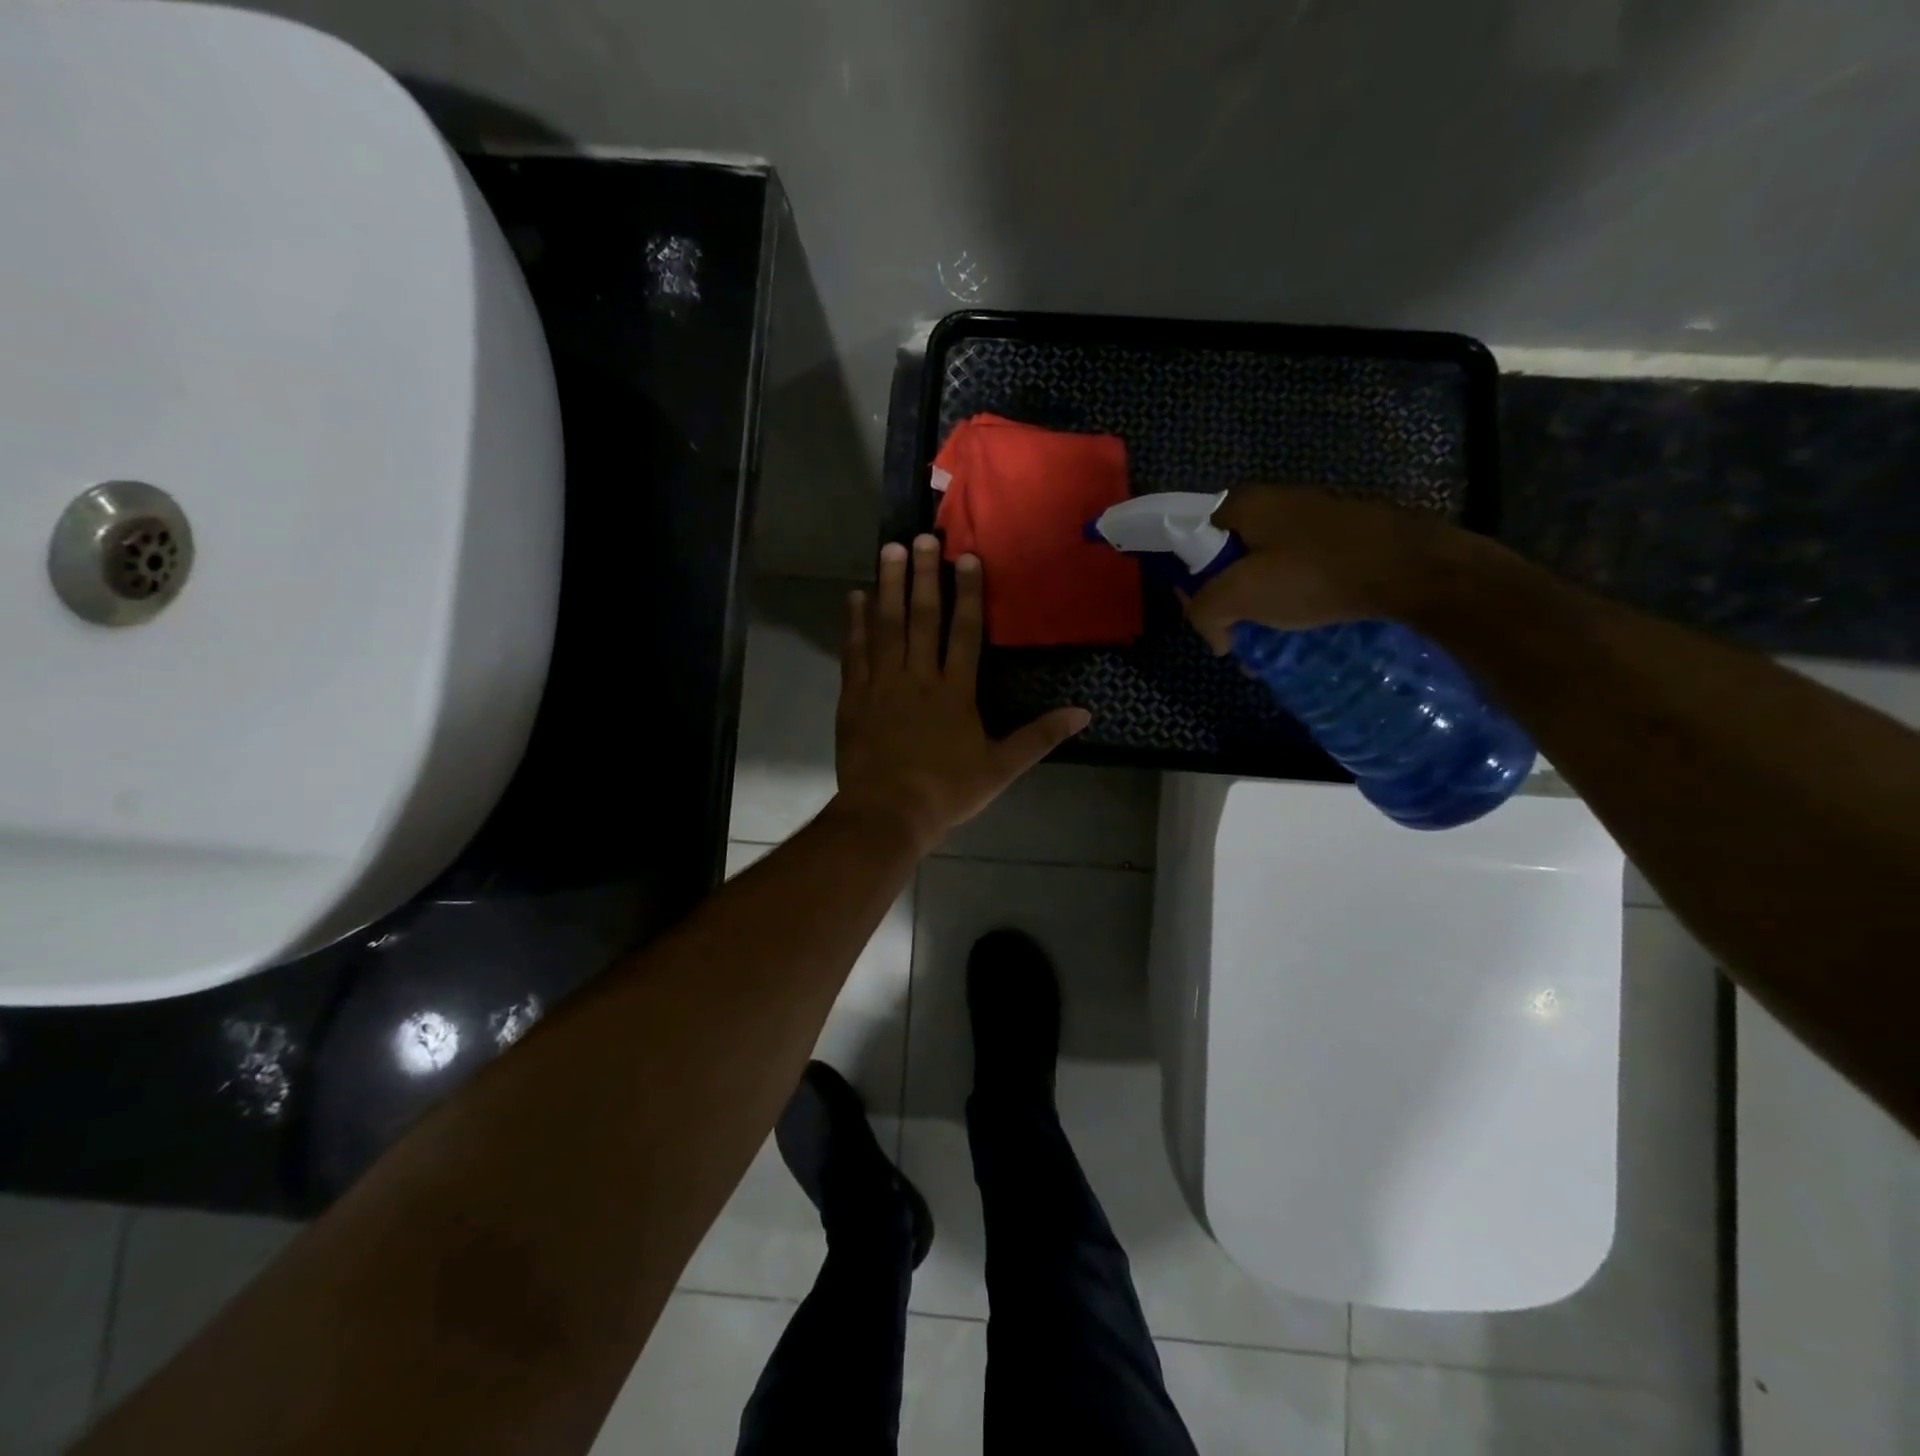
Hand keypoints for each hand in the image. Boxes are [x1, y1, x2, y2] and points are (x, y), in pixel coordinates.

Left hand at [832, 535, 1090, 852]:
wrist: (886, 814)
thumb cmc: (946, 792)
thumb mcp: (1001, 768)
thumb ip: (1040, 737)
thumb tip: (1084, 713)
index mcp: (955, 691)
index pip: (966, 632)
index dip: (969, 593)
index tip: (968, 558)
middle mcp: (918, 677)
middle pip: (923, 618)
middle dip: (925, 575)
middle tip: (923, 537)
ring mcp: (883, 684)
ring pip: (887, 626)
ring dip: (890, 587)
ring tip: (890, 550)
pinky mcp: (855, 697)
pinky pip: (856, 652)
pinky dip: (855, 624)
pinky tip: (856, 598)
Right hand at [1183, 486, 1463, 650]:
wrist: (1410, 568)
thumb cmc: (1314, 574)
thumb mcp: (1241, 595)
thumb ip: (1205, 613)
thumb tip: (1216, 638)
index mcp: (1243, 504)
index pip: (1191, 540)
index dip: (1190, 582)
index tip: (1206, 616)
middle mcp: (1274, 501)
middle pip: (1228, 556)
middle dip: (1227, 599)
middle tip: (1238, 634)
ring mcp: (1312, 516)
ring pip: (1265, 566)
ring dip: (1260, 604)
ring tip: (1271, 639)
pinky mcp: (1343, 536)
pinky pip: (1299, 569)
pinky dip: (1292, 597)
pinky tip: (1303, 624)